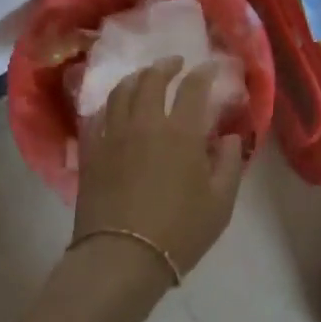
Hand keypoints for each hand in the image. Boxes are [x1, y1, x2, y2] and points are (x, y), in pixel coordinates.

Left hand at [74, 58, 246, 280]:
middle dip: (166, 65)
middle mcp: (146, 122)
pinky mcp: (91, 150)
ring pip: (122, 90)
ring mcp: (114, 133)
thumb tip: (229, 137)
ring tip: (144, 77)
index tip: (210, 67)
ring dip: (137, 77)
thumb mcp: (221, 203)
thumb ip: (229, 163)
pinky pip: (98, 115)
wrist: (121, 257)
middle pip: (152, 78)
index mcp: (182, 131)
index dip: (204, 72)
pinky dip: (110, 103)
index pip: (194, 87)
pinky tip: (115, 107)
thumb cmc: (179, 232)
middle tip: (175, 63)